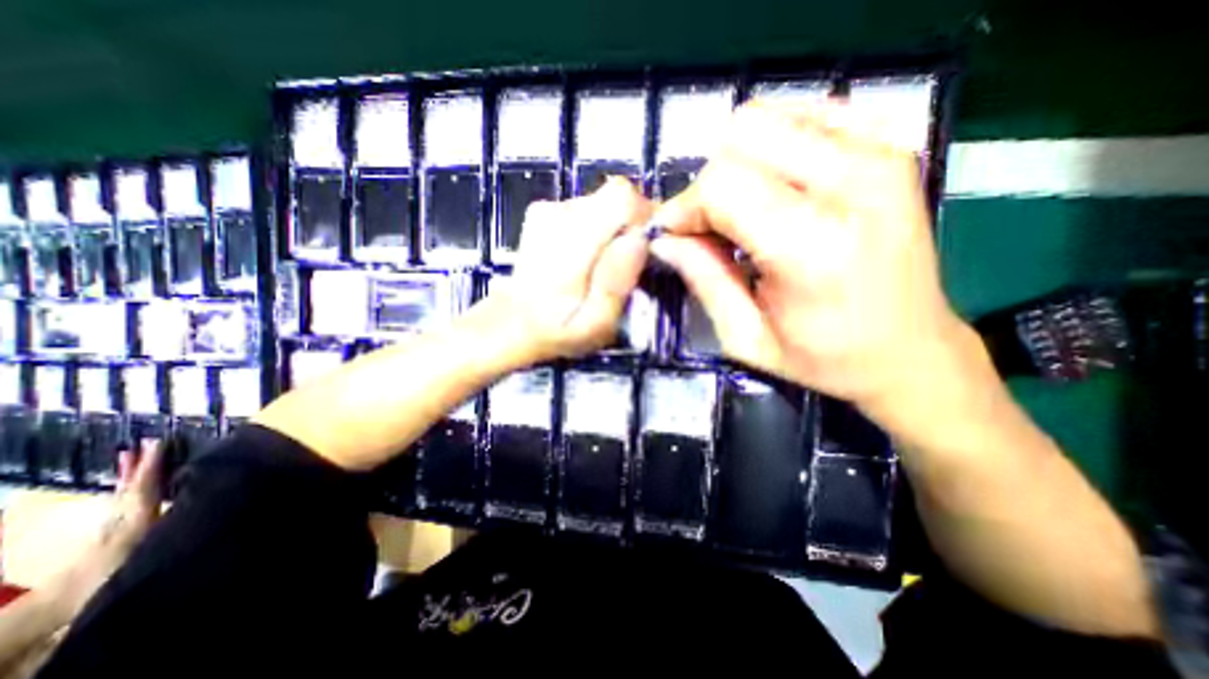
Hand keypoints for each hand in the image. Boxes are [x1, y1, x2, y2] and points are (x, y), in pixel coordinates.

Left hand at [54, 441, 164, 618]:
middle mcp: (123, 513)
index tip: (160, 442)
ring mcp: (113, 521)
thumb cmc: (119, 570)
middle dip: (141, 464)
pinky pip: (123, 499)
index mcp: (136, 515)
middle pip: (133, 483)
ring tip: (129, 454)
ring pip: (124, 490)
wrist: (68, 601)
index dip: (153, 463)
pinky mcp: (111, 529)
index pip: (146, 483)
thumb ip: (172, 522)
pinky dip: (127, 486)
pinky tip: (128, 484)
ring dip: (130, 473)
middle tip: (148, 442)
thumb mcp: (152, 547)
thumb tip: (202, 500)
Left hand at [493, 177, 651, 363]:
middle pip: (616, 196)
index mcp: (569, 243)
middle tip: (626, 264)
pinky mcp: (546, 210)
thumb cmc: (559, 330)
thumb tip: (638, 240)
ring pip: (604, 202)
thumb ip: (616, 283)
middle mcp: (557, 214)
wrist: (514, 322)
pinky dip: (599, 229)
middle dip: (631, 227)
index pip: (622, 198)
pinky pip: (590, 208)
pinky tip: (587, 258)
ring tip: (603, 266)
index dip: (644, 218)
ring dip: (615, 230)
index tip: (646, 250)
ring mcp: (549, 209)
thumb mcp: (596, 324)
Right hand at [652, 98, 969, 410]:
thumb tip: (664, 239)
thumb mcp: (747, 338)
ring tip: (743, 209)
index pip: (722, 185)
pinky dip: (775, 144)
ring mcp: (880, 153)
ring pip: (769, 115)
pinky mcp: (890, 145)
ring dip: (738, 162)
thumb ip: (704, 279)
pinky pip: (806, 114)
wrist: (911, 351)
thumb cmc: (824, 358)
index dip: (684, 207)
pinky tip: (778, 187)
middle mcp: (853, 183)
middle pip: (742, 136)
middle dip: (709, 182)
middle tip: (710, 225)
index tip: (675, 235)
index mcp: (814, 246)